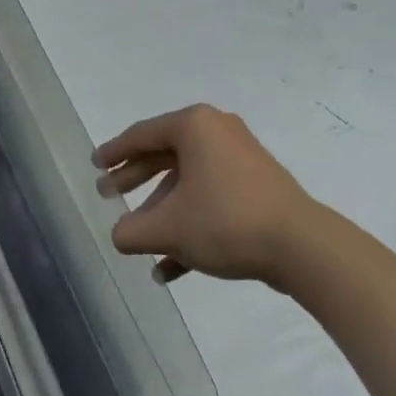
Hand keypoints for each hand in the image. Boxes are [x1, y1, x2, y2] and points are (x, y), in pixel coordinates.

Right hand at [95, 105, 320, 286]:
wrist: (300, 246)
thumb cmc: (225, 221)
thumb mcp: (168, 228)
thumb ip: (131, 231)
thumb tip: (119, 234)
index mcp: (194, 126)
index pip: (142, 134)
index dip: (114, 152)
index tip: (95, 165)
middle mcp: (217, 132)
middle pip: (164, 155)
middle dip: (134, 180)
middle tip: (108, 195)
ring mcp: (240, 159)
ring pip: (187, 182)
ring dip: (162, 212)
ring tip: (140, 242)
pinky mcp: (255, 186)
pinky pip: (211, 199)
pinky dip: (190, 225)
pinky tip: (169, 269)